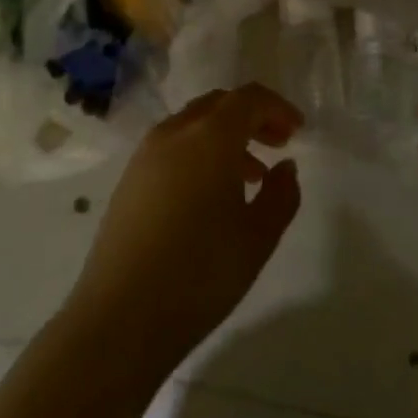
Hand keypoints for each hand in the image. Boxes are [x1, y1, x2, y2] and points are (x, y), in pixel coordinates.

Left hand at [65, 84, 303, 369]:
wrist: (120, 318)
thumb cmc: (200, 274)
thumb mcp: (258, 238)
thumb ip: (281, 195)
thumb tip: (285, 168)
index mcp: (210, 137)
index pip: (249, 98)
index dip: (277, 108)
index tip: (298, 131)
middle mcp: (175, 132)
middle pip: (219, 104)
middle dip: (252, 117)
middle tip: (278, 145)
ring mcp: (146, 154)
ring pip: (194, 124)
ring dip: (226, 136)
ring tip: (250, 176)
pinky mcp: (129, 179)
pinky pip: (173, 146)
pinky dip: (199, 152)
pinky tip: (211, 194)